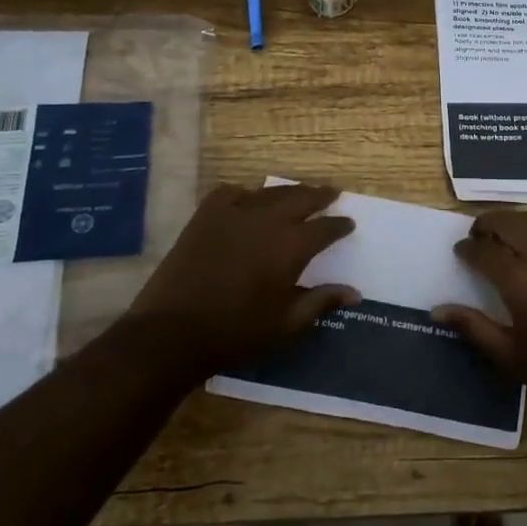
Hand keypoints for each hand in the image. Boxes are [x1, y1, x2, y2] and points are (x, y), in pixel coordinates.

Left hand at [131, 182, 356, 382]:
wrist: (172, 333)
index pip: (325, 228)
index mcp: (290, 247)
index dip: (339, 225)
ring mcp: (233, 214)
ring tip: (298, 193)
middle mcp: (267, 221)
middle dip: (320, 195)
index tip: (348, 223)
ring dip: (288, 192)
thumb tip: (354, 292)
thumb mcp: (286, 325)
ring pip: (269, 192)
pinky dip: (245, 193)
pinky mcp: (205, 216)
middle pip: (301, 198)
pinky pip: (231, 193)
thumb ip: (320, 302)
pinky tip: (248, 198)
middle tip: (331, 193)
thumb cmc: (235, 332)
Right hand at [435, 209, 526, 421]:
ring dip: (513, 221)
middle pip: (507, 221)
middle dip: (486, 224)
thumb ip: (472, 327)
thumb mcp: (508, 355)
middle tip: (477, 236)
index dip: (467, 248)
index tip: (460, 251)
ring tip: (503, 236)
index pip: (483, 250)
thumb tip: (436, 310)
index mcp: (519, 280)